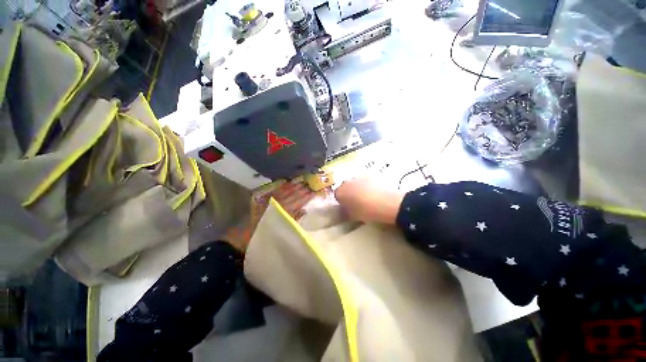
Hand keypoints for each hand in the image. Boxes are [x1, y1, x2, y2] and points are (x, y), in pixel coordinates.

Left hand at [225, 182, 316, 250]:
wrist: (247, 235)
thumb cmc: (268, 233)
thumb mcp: (284, 227)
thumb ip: (295, 218)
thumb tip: (304, 210)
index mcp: (285, 211)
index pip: (299, 202)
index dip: (307, 197)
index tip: (314, 192)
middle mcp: (279, 204)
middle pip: (293, 195)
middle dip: (302, 189)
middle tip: (310, 184)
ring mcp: (272, 200)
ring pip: (286, 191)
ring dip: (294, 186)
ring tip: (301, 182)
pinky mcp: (265, 199)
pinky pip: (276, 191)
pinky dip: (282, 186)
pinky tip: (287, 183)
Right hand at [334, 177, 403, 224]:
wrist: (385, 203)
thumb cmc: (366, 212)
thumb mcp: (353, 216)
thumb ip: (346, 212)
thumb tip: (345, 210)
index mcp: (340, 192)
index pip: (337, 195)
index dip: (342, 200)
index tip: (347, 205)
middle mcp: (347, 182)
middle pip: (345, 186)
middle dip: (349, 192)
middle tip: (356, 200)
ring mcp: (358, 177)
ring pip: (355, 182)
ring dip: (357, 187)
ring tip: (367, 195)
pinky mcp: (369, 174)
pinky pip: (365, 179)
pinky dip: (367, 184)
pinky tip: (374, 191)